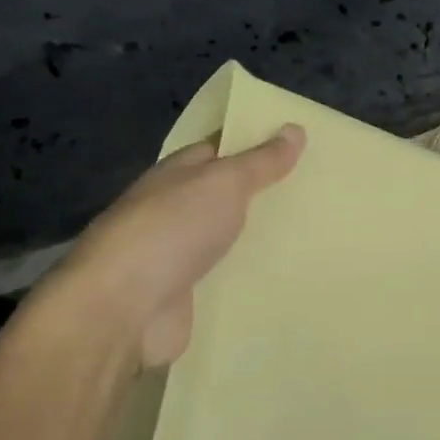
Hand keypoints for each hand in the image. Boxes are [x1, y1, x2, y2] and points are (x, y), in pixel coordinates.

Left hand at [32, 125, 305, 368]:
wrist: (121, 310)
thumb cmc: (171, 229)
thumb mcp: (223, 182)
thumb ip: (260, 161)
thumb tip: (294, 128)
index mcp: (177, 173)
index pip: (220, 148)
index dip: (256, 143)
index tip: (300, 144)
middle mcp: (174, 210)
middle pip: (226, 196)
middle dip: (265, 194)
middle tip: (318, 191)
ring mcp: (177, 255)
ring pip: (228, 239)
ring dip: (260, 239)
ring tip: (315, 234)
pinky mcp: (186, 297)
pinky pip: (227, 280)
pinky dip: (251, 278)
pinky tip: (289, 277)